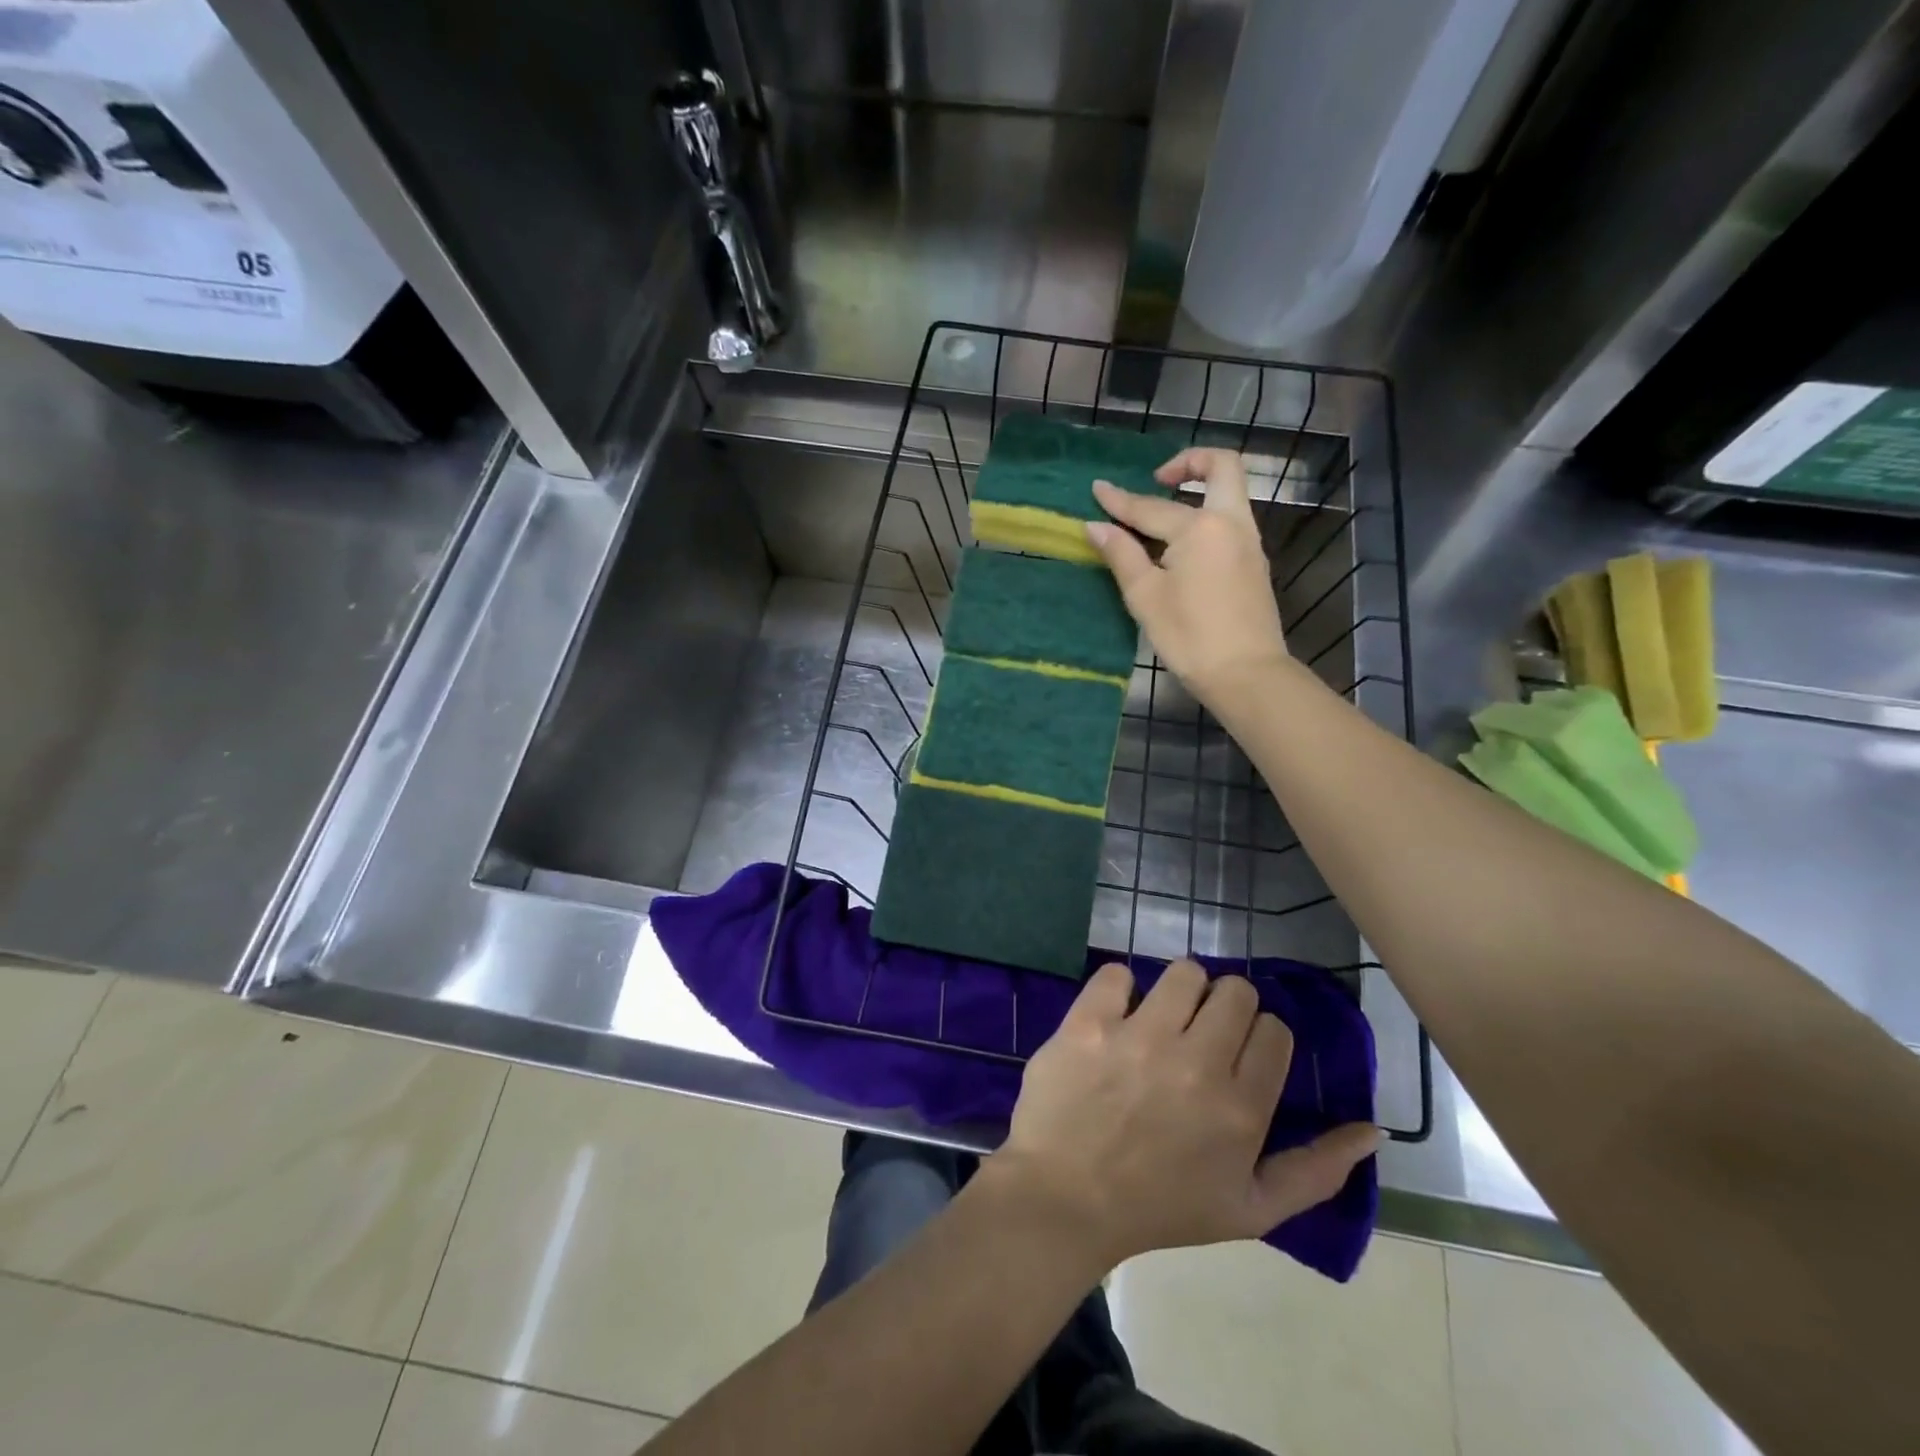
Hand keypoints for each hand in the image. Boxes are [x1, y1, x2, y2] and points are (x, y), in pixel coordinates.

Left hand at [991, 960, 1378, 1269]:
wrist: (1064, 1200)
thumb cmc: (1159, 1208)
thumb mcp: (1251, 1209)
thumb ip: (1317, 1171)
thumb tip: (1373, 1129)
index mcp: (1241, 1108)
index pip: (1274, 1030)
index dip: (1258, 1036)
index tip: (1236, 1054)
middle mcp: (1196, 1063)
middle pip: (1235, 990)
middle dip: (1224, 1007)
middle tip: (1199, 1034)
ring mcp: (1139, 1037)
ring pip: (1184, 972)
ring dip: (1179, 990)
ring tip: (1161, 1019)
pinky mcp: (1089, 1022)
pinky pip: (1117, 972)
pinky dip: (1119, 988)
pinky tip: (1115, 1015)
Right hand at [1085, 448, 1288, 708]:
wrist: (1246, 674)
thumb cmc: (1189, 636)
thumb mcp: (1146, 596)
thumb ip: (1122, 554)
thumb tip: (1096, 526)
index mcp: (1201, 527)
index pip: (1151, 507)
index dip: (1119, 500)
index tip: (1097, 488)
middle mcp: (1231, 523)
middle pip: (1222, 467)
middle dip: (1189, 462)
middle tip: (1158, 480)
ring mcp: (1249, 542)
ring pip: (1229, 494)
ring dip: (1197, 492)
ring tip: (1159, 520)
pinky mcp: (1254, 563)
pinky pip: (1229, 522)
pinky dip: (1205, 518)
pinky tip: (1179, 548)